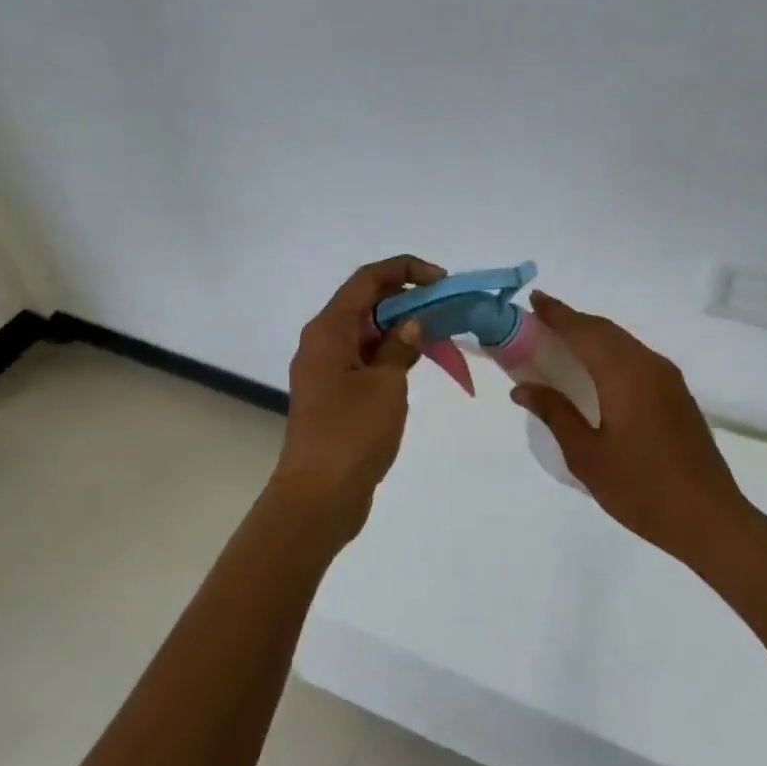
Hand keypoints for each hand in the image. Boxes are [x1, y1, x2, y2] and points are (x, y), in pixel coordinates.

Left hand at [271, 255, 446, 523]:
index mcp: (328, 330)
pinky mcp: (334, 394)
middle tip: (446, 308)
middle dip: (407, 298)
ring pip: (367, 332)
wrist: (319, 496)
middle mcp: (322, 342)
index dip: (405, 270)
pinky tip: (418, 361)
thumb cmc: (352, 434)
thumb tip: (412, 324)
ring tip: (440, 332)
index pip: (367, 280)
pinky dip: (391, 353)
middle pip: (366, 302)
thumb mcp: (386, 384)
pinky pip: (365, 358)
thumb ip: (400, 347)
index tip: (442, 281)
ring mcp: (326, 369)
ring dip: (401, 327)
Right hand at [509, 293, 752, 570]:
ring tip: (560, 341)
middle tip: (539, 320)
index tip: (533, 300)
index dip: (556, 314)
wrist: (710, 519)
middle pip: (604, 330)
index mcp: (624, 375)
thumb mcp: (587, 455)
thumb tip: (523, 388)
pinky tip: (595, 369)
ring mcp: (668, 379)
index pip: (583, 331)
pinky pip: (636, 357)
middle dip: (571, 320)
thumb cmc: (641, 489)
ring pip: (622, 342)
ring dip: (591, 335)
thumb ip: (555, 414)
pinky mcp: (677, 394)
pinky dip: (609, 352)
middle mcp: (649, 365)